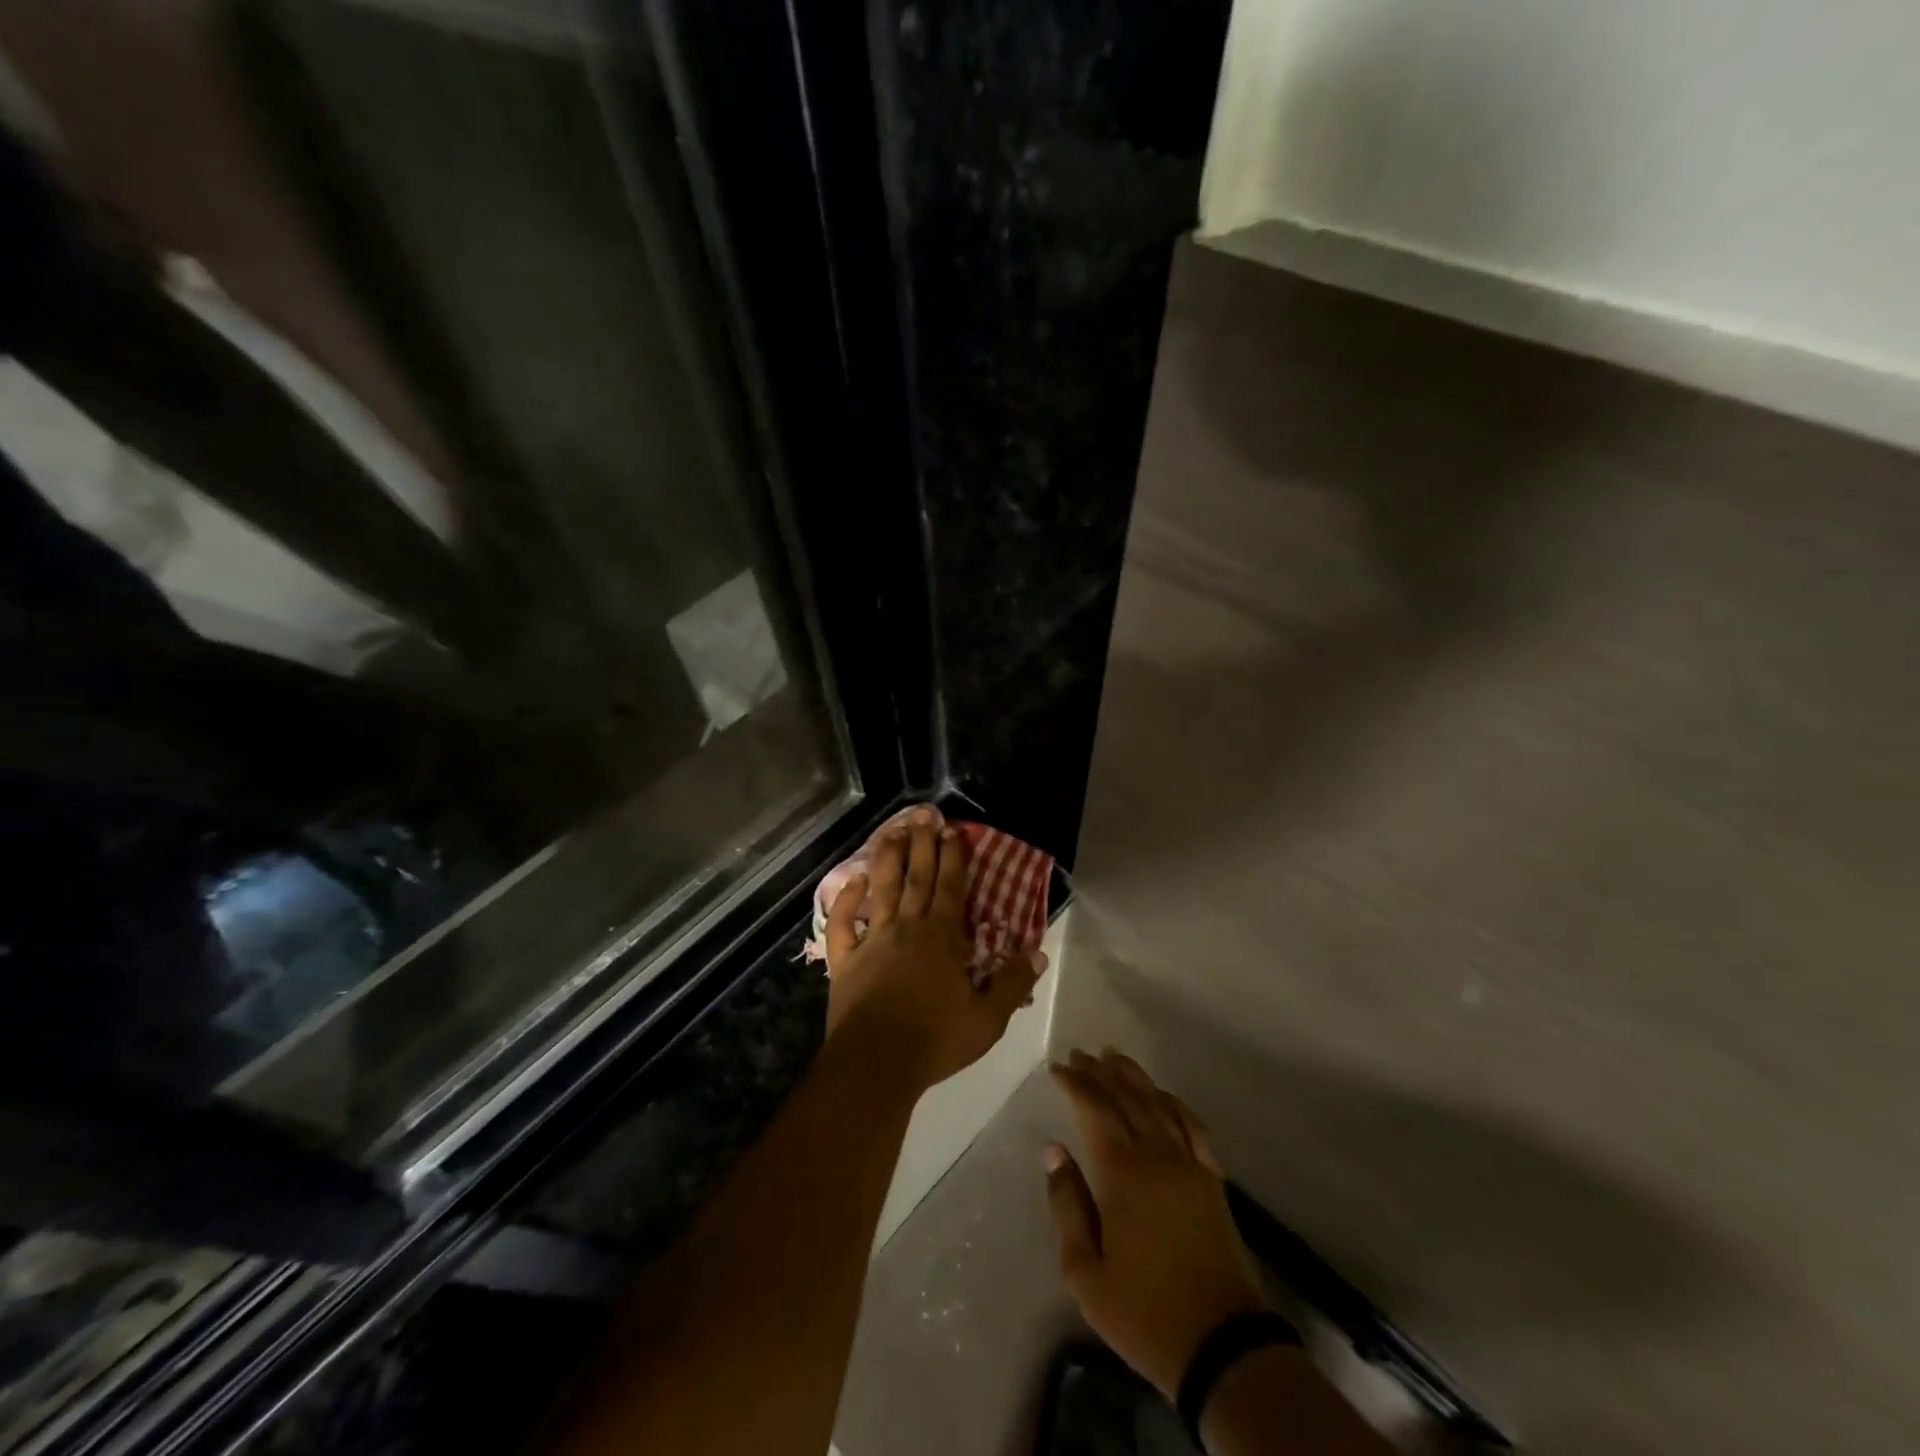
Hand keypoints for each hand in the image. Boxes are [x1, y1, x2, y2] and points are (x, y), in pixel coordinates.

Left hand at [825, 808, 1041, 1091]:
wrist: (877, 1062)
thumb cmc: (935, 1039)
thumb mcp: (987, 1018)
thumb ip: (1012, 983)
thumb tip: (1038, 952)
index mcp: (941, 938)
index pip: (950, 887)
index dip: (952, 856)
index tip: (952, 829)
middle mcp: (907, 928)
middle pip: (916, 877)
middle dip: (921, 844)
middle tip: (921, 814)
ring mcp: (873, 940)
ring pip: (880, 889)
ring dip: (886, 858)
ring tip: (890, 831)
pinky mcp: (845, 959)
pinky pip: (842, 923)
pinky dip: (844, 900)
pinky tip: (850, 881)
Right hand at [1044, 1049, 1269, 1397]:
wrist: (1223, 1347)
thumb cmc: (1144, 1313)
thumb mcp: (1085, 1273)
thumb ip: (1066, 1205)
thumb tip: (1054, 1151)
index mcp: (1122, 1173)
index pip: (1095, 1109)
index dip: (1075, 1084)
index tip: (1057, 1068)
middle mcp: (1156, 1155)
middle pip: (1126, 1097)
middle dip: (1100, 1072)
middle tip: (1080, 1055)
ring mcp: (1189, 1164)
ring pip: (1158, 1103)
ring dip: (1134, 1077)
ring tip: (1114, 1058)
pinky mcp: (1212, 1180)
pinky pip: (1191, 1125)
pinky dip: (1173, 1102)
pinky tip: (1162, 1094)